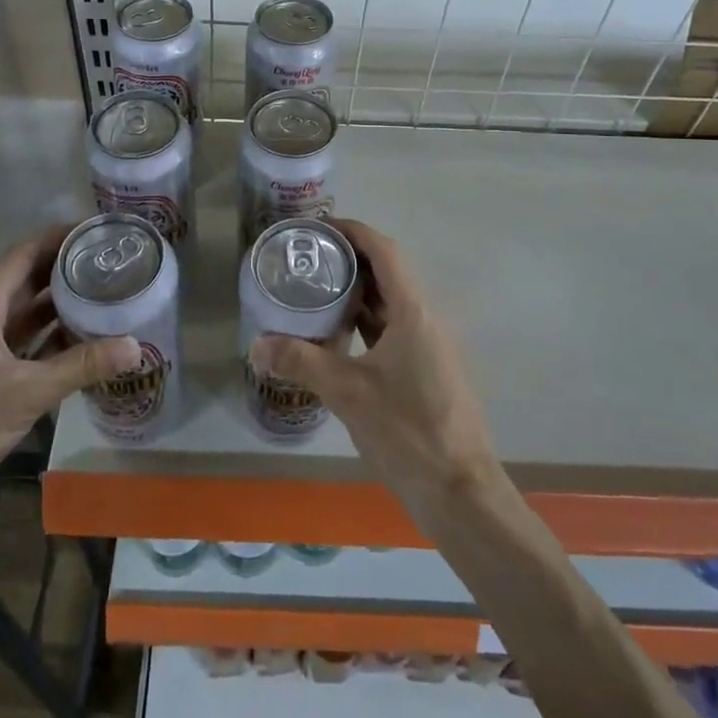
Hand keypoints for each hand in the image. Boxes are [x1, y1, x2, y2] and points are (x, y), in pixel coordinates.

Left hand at [0, 225, 140, 549]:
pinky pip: (25, 348)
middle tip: (106, 262)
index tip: (90, 230)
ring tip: (102, 295)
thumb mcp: (27, 393)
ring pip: (25, 318)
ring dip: (59, 306)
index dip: (52, 238)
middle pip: (24, 284)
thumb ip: (81, 366)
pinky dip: (52, 341)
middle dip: (62, 269)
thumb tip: (135, 346)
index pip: (20, 257)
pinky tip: (82, 345)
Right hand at [250, 218, 499, 537]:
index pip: (385, 252)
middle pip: (389, 272)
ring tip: (318, 289)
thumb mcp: (348, 393)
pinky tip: (340, 335)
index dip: (354, 231)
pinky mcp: (428, 369)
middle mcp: (426, 319)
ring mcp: (430, 346)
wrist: (460, 492)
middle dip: (351, 259)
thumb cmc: (408, 431)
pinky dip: (367, 322)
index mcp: (413, 312)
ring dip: (359, 292)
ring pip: (392, 303)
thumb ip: (302, 362)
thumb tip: (256, 345)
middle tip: (309, 258)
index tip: (320, 226)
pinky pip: (395, 329)